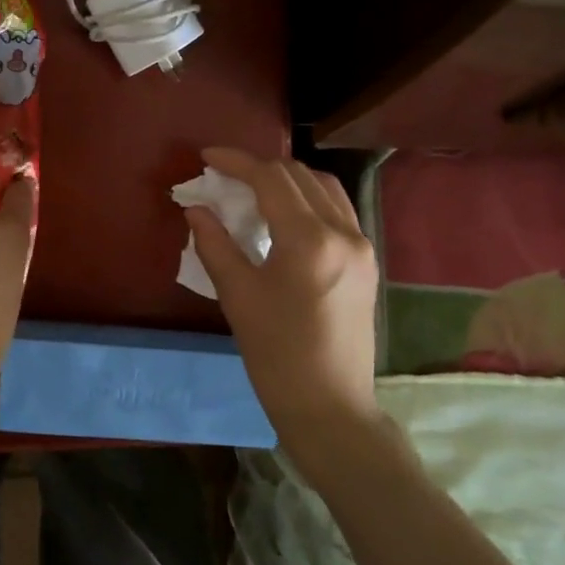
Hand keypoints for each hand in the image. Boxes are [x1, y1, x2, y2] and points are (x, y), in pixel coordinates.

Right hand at [185, 149, 379, 460]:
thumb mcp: (237, 297)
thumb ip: (215, 244)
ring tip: (254, 189)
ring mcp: (362, 246)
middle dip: (259, 167)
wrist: (331, 407)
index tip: (206, 157)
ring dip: (287, 179)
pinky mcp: (368, 261)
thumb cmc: (277, 355)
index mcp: (309, 241)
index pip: (271, 178)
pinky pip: (338, 210)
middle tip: (224, 176)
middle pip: (299, 176)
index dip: (236, 161)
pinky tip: (285, 215)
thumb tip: (196, 208)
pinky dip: (309, 199)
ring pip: (324, 188)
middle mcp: (343, 233)